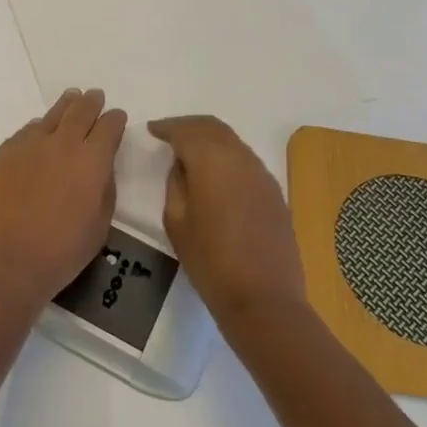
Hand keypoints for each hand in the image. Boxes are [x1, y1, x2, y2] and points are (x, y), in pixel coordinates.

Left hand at [0, 89, 126, 306]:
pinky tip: (39, 134)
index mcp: (92, 160)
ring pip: (51, 116)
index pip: (109, 126)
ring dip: (65, 107)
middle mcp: (61, 143)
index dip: (115, 120)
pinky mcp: (3, 153)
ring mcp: (29, 145)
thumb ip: (105, 187)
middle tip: (95, 97)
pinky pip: (26, 132)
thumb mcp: (101, 223)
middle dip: (91, 103)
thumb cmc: (62, 251)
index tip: (117, 118)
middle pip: (80, 111)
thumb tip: (101, 167)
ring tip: (70, 100)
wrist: (7, 262)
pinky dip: (39, 128)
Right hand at [146, 116, 309, 325]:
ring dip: (210, 141)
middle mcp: (241, 158)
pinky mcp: (274, 193)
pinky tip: (215, 176)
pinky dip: (226, 158)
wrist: (263, 299)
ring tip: (190, 155)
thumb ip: (176, 183)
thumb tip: (183, 165)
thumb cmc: (210, 261)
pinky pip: (246, 161)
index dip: (167, 127)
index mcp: (212, 160)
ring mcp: (263, 174)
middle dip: (189, 127)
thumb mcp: (176, 221)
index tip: (152, 130)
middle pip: (213, 127)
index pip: (186, 130)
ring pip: (233, 142)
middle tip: (169, 135)